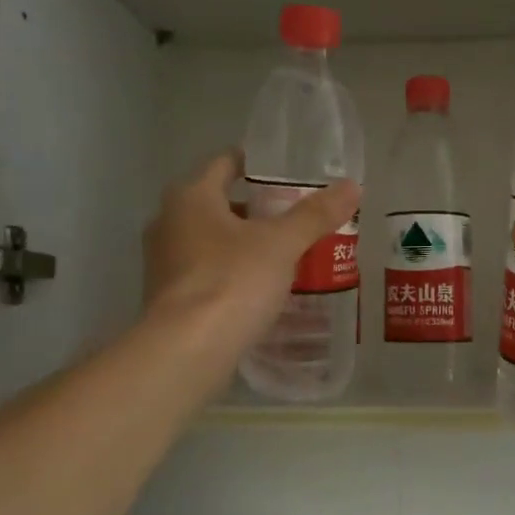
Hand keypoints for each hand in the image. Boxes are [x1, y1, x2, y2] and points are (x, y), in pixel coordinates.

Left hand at [142, 150, 359, 357]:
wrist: (186, 351)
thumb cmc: (232, 282)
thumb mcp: (282, 245)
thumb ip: (315, 215)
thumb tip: (352, 186)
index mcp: (190, 197)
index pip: (224, 164)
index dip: (255, 165)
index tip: (286, 174)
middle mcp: (168, 222)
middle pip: (217, 204)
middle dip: (254, 210)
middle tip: (294, 218)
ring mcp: (162, 262)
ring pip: (210, 240)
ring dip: (242, 244)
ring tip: (283, 255)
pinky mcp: (167, 297)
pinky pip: (205, 273)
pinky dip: (230, 273)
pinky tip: (259, 290)